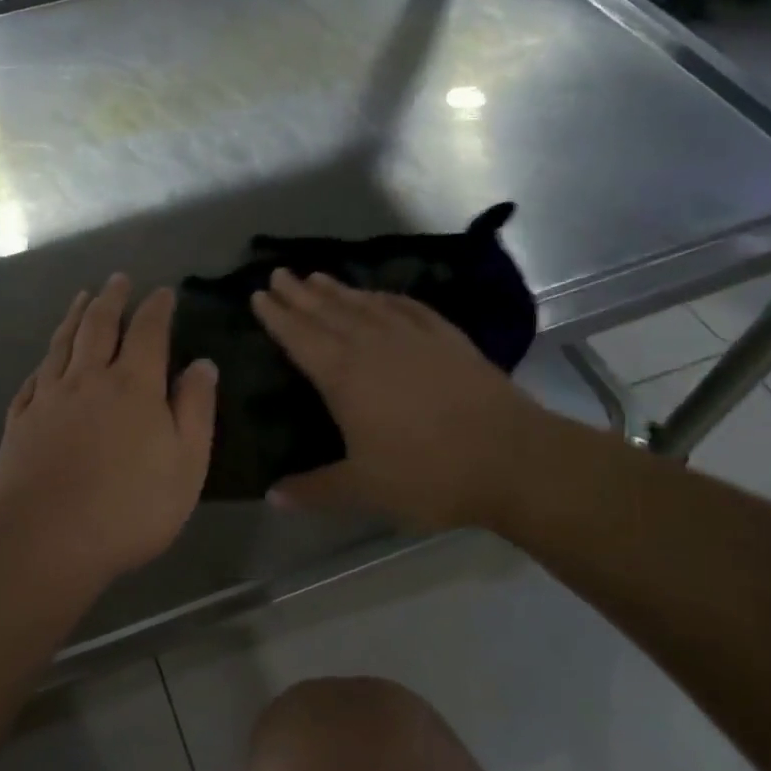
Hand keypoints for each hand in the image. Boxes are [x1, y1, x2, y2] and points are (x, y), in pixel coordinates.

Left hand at [0, 275, 217, 590]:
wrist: (45, 540)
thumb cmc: (129, 508)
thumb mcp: (185, 464)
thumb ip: (195, 410)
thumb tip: (202, 364)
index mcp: (133, 386)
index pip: (148, 332)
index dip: (157, 308)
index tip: (163, 291)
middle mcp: (88, 380)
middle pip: (99, 327)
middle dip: (112, 299)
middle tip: (118, 279)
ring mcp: (48, 399)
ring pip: (62, 344)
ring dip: (75, 316)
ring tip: (83, 297)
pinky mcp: (20, 422)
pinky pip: (33, 378)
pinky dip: (44, 360)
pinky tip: (46, 358)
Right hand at [250, 270, 546, 529]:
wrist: (512, 458)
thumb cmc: (428, 474)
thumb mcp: (364, 489)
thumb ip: (314, 490)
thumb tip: (271, 496)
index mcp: (344, 376)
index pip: (300, 337)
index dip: (277, 316)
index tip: (258, 295)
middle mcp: (373, 346)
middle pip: (327, 312)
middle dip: (299, 293)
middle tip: (278, 273)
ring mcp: (413, 337)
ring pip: (365, 305)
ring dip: (338, 290)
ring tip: (317, 276)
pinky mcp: (447, 338)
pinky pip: (406, 307)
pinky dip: (386, 297)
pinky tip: (379, 295)